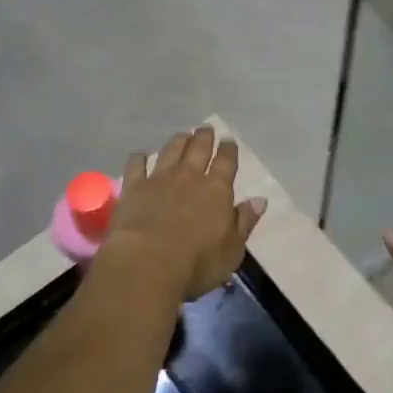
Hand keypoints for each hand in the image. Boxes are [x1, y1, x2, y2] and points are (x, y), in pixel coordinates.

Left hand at [106, 126, 266, 299]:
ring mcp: (159, 179)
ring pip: (170, 151)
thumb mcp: (232, 250)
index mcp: (217, 190)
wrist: (147, 264)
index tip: (229, 141)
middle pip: (198, 149)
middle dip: (204, 137)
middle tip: (206, 129)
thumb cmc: (197, 263)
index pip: (226, 162)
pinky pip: (136, 164)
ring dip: (178, 141)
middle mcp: (189, 177)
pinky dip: (139, 158)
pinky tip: (140, 155)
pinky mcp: (133, 187)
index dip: (228, 150)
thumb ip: (244, 222)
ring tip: (182, 135)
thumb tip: (260, 200)